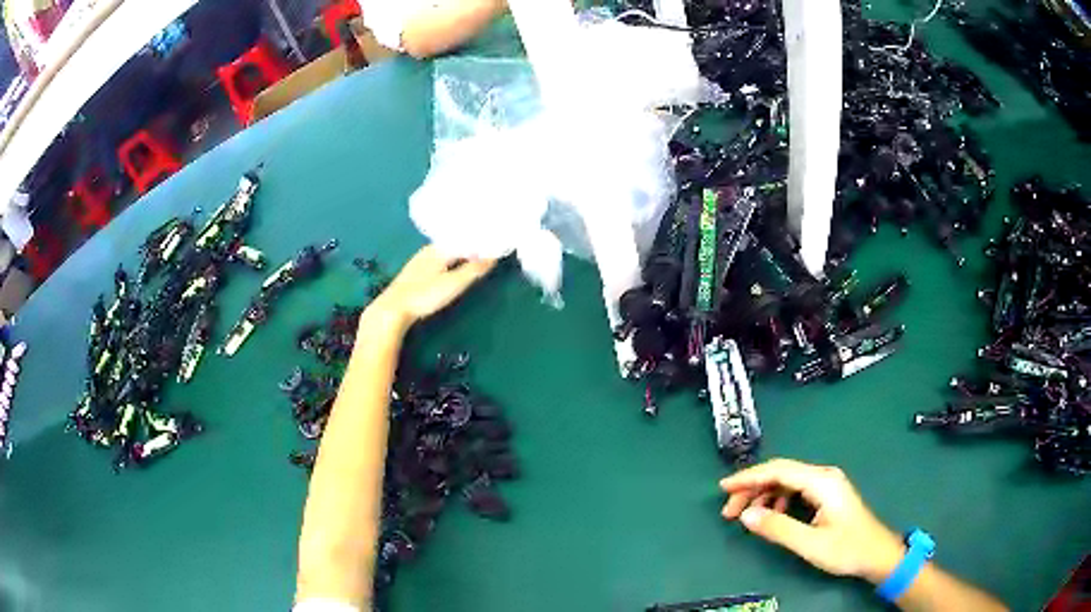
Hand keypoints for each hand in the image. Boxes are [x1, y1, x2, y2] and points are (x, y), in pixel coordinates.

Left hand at [370, 246, 495, 330]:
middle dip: (470, 244)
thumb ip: (473, 270)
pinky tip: (451, 266)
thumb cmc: (424, 295)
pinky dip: (449, 260)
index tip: (495, 239)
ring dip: (459, 252)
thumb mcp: (454, 284)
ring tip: (474, 255)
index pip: (464, 238)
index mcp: (439, 248)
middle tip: (488, 246)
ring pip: (445, 251)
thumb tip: (493, 256)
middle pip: (454, 243)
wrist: (393, 308)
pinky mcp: (414, 272)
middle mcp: (429, 250)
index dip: (479, 239)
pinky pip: (437, 259)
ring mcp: (420, 260)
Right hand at [720, 459, 905, 583]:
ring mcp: (826, 484)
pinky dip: (776, 500)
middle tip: (729, 512)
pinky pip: (795, 490)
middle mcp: (823, 476)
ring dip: (763, 496)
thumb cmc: (846, 548)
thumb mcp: (810, 543)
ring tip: (744, 517)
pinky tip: (770, 516)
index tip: (723, 488)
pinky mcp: (826, 495)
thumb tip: (746, 515)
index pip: (779, 470)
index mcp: (822, 482)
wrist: (876, 554)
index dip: (749, 477)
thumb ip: (778, 528)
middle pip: (781, 474)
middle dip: (752, 489)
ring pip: (786, 482)